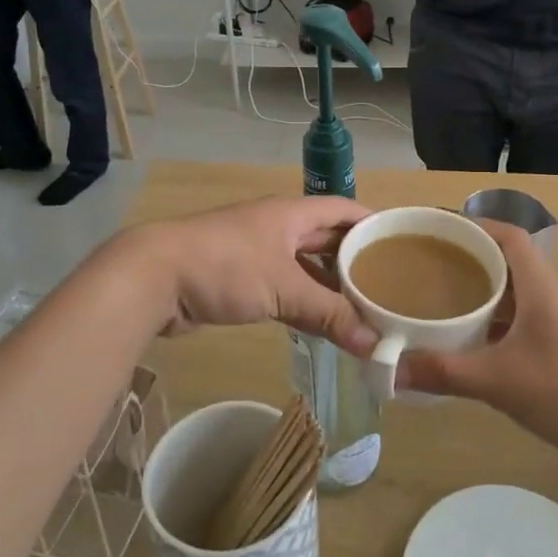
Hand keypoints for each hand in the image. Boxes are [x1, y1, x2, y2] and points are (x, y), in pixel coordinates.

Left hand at [135, 197, 376, 348]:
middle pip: (326, 239)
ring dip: (329, 286)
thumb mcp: (283, 289)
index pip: (345, 210)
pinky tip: (321, 324)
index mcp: (293, 213)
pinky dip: (304, 302)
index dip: (373, 224)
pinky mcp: (239, 278)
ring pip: (304, 266)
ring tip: (362, 309)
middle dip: (355, 261)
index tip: (402, 246)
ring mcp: (257, 251)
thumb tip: (375, 346)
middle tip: (388, 287)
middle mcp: (278, 226)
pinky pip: (283, 286)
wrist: (154, 277)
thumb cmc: (226, 267)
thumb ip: (329, 315)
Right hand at [389, 221, 557, 462]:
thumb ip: (445, 372)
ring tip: (442, 300)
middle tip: (428, 268)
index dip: (474, 226)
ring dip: (483, 292)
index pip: (507, 235)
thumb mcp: (500, 381)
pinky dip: (496, 321)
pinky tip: (474, 342)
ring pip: (515, 292)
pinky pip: (523, 318)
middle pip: (507, 260)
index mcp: (539, 284)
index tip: (437, 231)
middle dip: (469, 259)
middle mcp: (551, 293)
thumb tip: (392, 369)